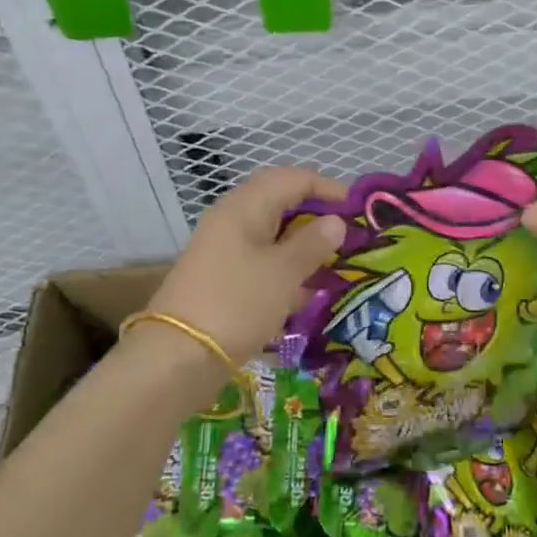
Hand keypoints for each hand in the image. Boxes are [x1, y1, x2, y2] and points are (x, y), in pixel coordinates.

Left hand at [149, 167, 347, 364]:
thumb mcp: (283, 272)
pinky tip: (307, 291)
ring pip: (272, 234)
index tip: (358, 210)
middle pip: (281, 203)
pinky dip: (287, 269)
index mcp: (245, 206)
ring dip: (303, 244)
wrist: (178, 357)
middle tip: (347, 235)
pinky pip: (262, 261)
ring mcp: (224, 250)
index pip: (293, 178)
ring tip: (335, 263)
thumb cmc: (237, 303)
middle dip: (317, 215)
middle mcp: (232, 220)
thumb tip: (336, 222)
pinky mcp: (223, 278)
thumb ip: (313, 243)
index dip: (328, 188)